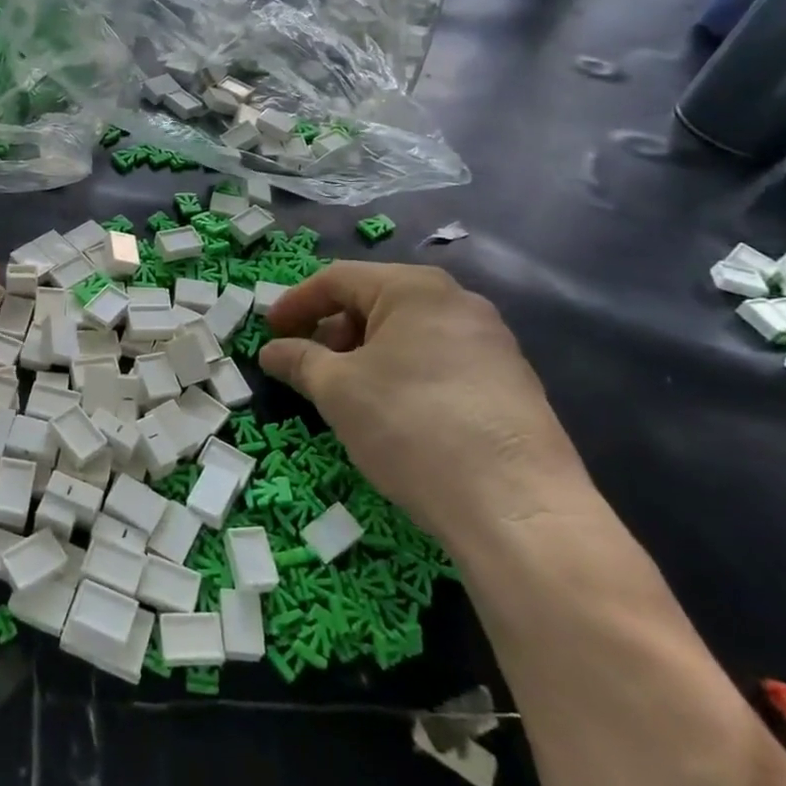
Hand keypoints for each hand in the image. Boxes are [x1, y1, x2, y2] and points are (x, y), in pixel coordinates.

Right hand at [259, 262, 591, 547]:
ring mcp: (491, 341)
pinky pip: (439, 360)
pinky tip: (393, 414)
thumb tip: (271, 351)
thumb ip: (299, 361)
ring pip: (408, 333)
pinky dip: (402, 374)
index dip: (296, 303)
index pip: (338, 279)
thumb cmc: (411, 426)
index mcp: (415, 288)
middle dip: (332, 331)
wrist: (517, 506)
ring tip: (346, 394)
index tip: (268, 332)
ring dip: (365, 355)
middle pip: (376, 301)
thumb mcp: (338, 391)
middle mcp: (458, 301)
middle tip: (306, 366)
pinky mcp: (510, 382)